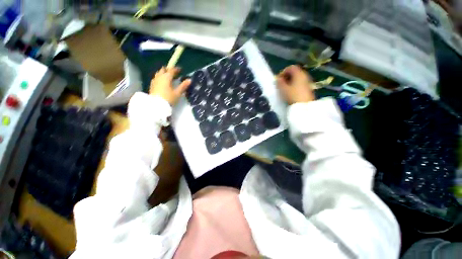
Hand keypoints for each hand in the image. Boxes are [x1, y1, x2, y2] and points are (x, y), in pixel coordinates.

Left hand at [149, 67, 190, 105]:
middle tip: (174, 73)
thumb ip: (183, 86)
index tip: (180, 69)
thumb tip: (189, 80)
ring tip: (168, 77)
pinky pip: (156, 78)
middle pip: (163, 69)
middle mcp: (159, 77)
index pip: (171, 70)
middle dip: (168, 69)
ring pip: (159, 73)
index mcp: (166, 77)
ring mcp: (155, 80)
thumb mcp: (178, 93)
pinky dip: (160, 77)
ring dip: (164, 73)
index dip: (176, 69)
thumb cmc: (169, 98)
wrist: (157, 105)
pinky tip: (163, 82)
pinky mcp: (152, 85)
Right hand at [276, 65, 314, 104]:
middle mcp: (304, 75)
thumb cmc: (292, 95)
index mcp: (299, 74)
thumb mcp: (283, 89)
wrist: (304, 106)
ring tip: (284, 89)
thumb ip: (279, 82)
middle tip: (280, 84)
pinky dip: (294, 85)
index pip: (291, 67)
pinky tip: (290, 92)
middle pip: (295, 72)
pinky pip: (300, 83)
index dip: (283, 72)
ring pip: (297, 78)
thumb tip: (278, 79)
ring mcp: (307, 82)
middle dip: (286, 77)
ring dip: (290, 81)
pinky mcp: (308, 88)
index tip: (278, 79)